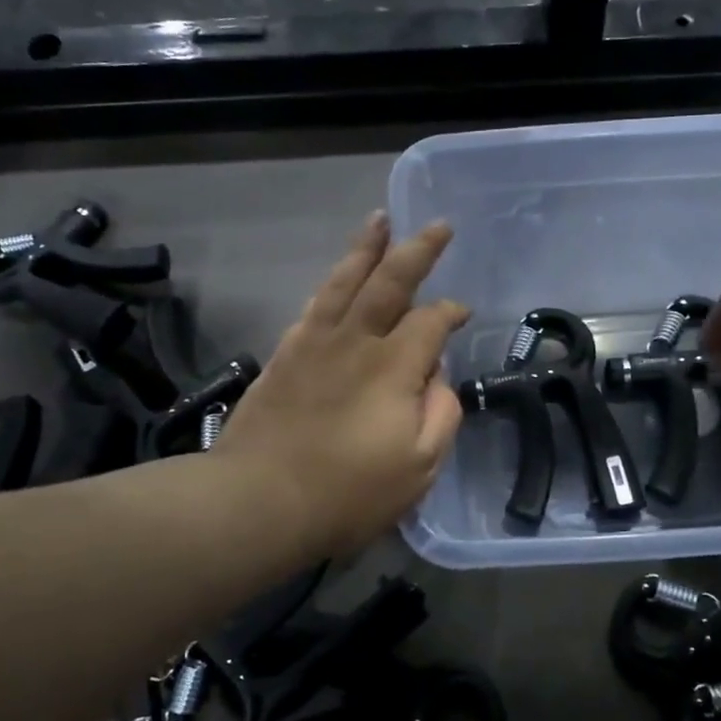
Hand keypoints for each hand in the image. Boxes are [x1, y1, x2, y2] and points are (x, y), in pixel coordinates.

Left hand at [215, 213, 470, 557]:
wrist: (259, 499)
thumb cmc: (348, 492)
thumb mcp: (419, 467)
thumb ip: (441, 415)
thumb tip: (437, 378)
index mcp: (394, 366)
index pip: (432, 321)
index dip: (451, 312)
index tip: (462, 314)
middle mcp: (356, 341)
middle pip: (390, 281)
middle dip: (418, 250)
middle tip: (438, 225)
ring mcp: (315, 343)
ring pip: (345, 281)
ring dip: (366, 249)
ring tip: (379, 221)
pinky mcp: (285, 355)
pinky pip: (314, 306)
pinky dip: (331, 285)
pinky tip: (337, 278)